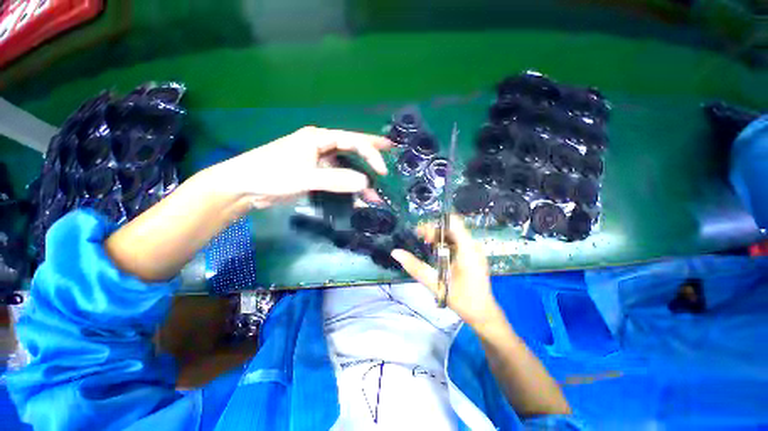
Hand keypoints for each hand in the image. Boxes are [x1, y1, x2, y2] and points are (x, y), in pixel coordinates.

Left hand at [209, 126, 391, 207]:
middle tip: (390, 151)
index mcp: (318, 138)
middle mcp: (320, 146)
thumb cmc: (272, 174)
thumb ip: (336, 179)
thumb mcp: (305, 177)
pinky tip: (356, 198)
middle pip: (351, 147)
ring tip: (374, 194)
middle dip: (371, 151)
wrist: (245, 187)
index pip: (352, 141)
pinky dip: (347, 188)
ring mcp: (317, 162)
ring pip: (345, 167)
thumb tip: (365, 183)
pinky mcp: (314, 175)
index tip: (382, 171)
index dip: (370, 153)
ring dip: (359, 179)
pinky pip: (336, 179)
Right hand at [391, 215, 502, 327]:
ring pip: (454, 233)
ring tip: (427, 245)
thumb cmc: (462, 300)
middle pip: (451, 227)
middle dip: (434, 231)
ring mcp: (474, 249)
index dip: (435, 223)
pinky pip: (457, 241)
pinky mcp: (473, 254)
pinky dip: (444, 243)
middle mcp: (473, 245)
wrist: (483, 314)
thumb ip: (415, 267)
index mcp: (467, 249)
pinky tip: (437, 252)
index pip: (453, 222)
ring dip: (438, 237)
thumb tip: (396, 252)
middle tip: (421, 240)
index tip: (421, 233)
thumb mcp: (436, 284)